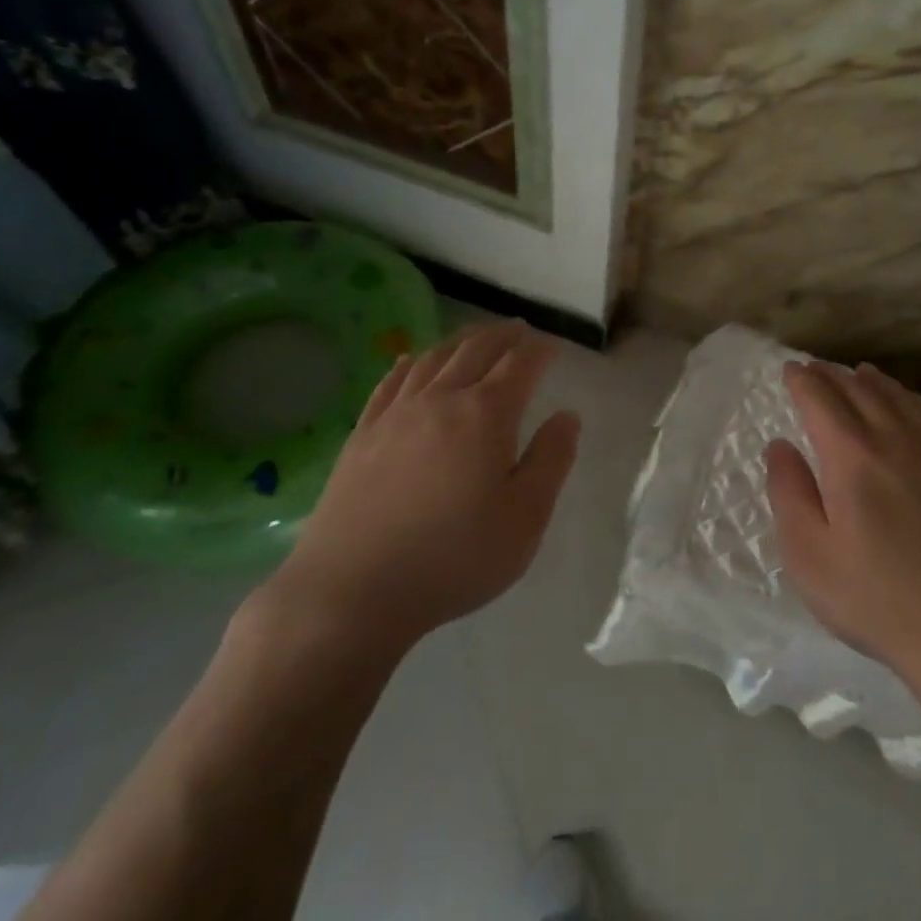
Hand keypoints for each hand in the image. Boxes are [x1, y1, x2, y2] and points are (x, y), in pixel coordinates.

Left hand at [262, 321, 580, 656]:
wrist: (353, 590)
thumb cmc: (454, 558)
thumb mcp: (525, 518)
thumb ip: (551, 460)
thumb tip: (567, 416)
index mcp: (486, 415)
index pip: (520, 365)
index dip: (540, 351)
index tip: (553, 348)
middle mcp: (441, 399)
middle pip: (476, 350)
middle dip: (503, 336)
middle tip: (519, 329)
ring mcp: (395, 414)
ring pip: (432, 359)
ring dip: (459, 341)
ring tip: (474, 336)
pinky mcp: (362, 435)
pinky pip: (389, 383)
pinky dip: (408, 364)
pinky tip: (410, 360)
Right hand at [765, 360, 920, 692]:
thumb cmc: (875, 598)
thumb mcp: (809, 555)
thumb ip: (788, 492)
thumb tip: (780, 445)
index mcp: (851, 457)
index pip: (821, 400)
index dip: (802, 381)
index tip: (790, 370)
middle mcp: (893, 439)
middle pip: (858, 390)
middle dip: (831, 375)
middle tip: (813, 368)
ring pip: (896, 397)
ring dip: (869, 380)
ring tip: (855, 373)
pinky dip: (906, 397)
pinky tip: (903, 403)